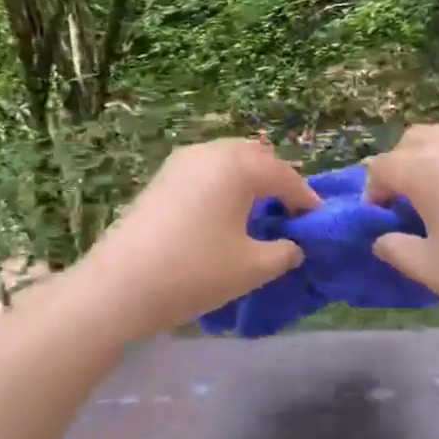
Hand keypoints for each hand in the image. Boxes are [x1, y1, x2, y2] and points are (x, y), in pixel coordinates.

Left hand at [70, 139, 320, 338]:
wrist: (120, 286)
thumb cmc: (195, 272)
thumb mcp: (252, 268)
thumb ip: (284, 252)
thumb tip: (293, 245)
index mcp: (238, 165)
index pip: (285, 176)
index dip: (306, 199)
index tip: (318, 221)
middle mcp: (210, 152)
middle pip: (256, 158)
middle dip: (277, 181)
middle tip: (289, 213)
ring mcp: (180, 162)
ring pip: (227, 161)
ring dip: (248, 181)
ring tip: (258, 214)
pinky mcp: (160, 179)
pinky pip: (205, 172)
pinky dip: (223, 186)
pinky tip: (223, 216)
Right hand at [364, 123, 438, 337]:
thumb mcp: (430, 269)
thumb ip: (396, 249)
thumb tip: (382, 239)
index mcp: (427, 168)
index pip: (383, 166)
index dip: (373, 191)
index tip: (379, 217)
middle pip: (415, 139)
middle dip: (402, 163)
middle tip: (407, 200)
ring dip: (437, 159)